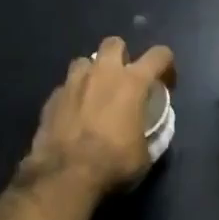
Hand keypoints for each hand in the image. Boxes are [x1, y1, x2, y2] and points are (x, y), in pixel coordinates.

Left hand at [20, 37, 175, 194]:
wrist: (65, 175)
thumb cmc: (113, 163)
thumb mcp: (145, 155)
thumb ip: (151, 134)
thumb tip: (151, 130)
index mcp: (132, 83)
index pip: (159, 55)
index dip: (166, 65)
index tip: (166, 83)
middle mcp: (102, 73)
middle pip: (114, 43)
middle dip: (121, 56)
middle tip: (124, 80)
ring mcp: (73, 82)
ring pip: (84, 61)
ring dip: (93, 72)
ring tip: (95, 94)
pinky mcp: (52, 97)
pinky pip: (66, 87)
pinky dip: (73, 96)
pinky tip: (74, 115)